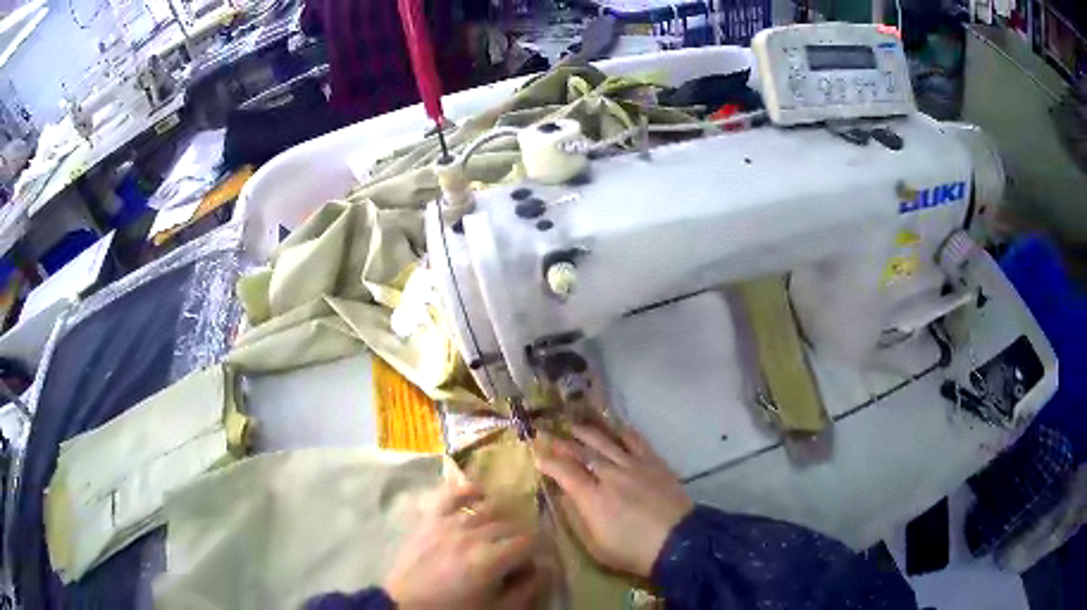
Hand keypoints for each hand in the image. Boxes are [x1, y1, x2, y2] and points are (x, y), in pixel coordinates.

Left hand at [384, 483, 542, 608]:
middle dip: (520, 539)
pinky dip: (468, 490)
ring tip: (500, 533)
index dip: (538, 551)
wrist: (405, 605)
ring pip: (487, 509)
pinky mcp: (430, 518)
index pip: (530, 542)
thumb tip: (546, 568)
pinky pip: (452, 494)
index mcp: (491, 559)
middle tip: (517, 555)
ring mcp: (449, 522)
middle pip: (511, 525)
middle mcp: (473, 534)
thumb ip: (527, 590)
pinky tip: (479, 495)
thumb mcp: (497, 609)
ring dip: (500, 519)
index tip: (535, 561)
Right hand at [535, 424, 692, 577]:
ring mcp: (634, 466)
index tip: (537, 454)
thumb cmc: (633, 551)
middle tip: (549, 434)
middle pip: (583, 453)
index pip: (565, 472)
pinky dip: (623, 432)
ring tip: (574, 426)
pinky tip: (615, 428)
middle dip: (563, 443)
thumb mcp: (596, 545)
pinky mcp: (654, 463)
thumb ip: (577, 518)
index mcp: (593, 498)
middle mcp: (611, 475)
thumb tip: (564, 496)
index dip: (548, 462)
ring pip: (606, 442)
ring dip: (588, 433)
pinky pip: (636, 441)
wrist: (679, 542)